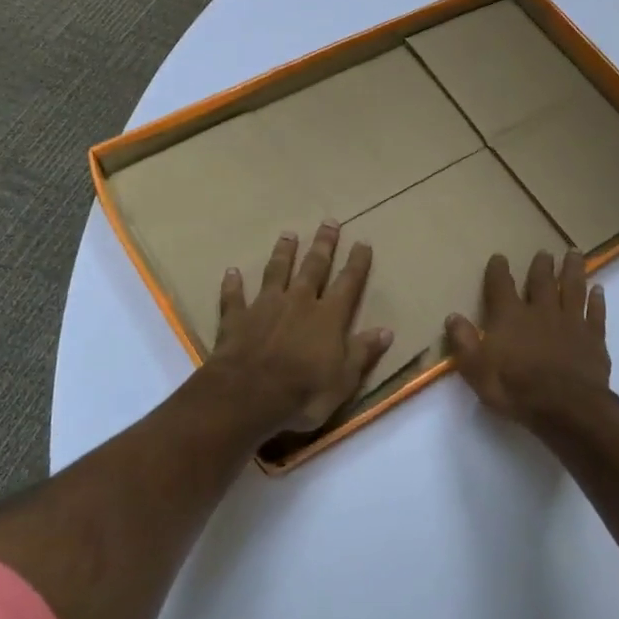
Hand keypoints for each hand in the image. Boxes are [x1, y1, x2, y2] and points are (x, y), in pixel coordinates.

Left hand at [209, 223, 393, 433]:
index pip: (348, 283)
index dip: (357, 263)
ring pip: (276, 272)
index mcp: (328, 316)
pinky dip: (233, 284)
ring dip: (283, 253)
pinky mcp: (237, 319)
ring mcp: (265, 307)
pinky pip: (234, 297)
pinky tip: (231, 272)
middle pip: (313, 267)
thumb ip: (363, 352)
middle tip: (329, 222)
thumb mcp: (344, 380)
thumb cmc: (303, 393)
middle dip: (323, 244)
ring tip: (288, 234)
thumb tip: (386, 331)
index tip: (363, 242)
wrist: (246, 397)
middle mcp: (299, 303)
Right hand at [446, 249, 610, 426]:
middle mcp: (541, 311)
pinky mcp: (594, 337)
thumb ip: (464, 342)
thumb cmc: (516, 389)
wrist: (566, 407)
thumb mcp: (477, 371)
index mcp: (510, 317)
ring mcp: (571, 322)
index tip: (499, 257)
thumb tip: (452, 316)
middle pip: (542, 281)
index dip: (498, 270)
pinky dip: (597, 300)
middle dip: (541, 265)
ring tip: (574, 254)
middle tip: (544, 252)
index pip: (501, 286)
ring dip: (573, 270)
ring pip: (573, 288)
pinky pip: (596, 312)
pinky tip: (599, 290)